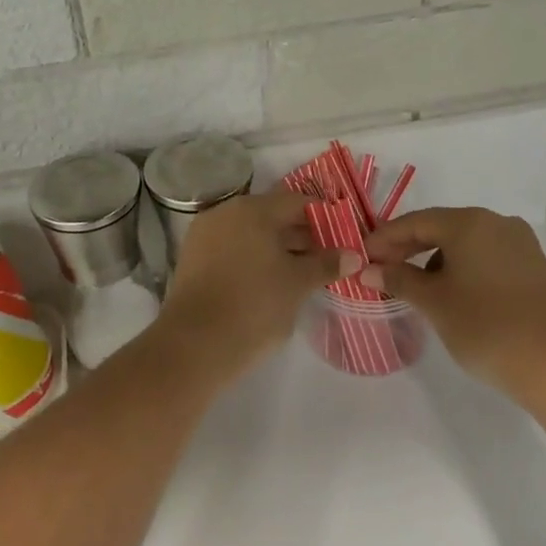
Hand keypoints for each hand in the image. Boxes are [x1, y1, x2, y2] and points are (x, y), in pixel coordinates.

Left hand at [155, 192, 354, 383]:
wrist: (194, 344)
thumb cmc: (255, 305)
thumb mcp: (297, 284)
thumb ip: (325, 264)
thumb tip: (353, 255)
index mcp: (253, 209)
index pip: (297, 201)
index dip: (324, 217)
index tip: (342, 236)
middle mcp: (226, 212)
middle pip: (272, 215)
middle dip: (301, 234)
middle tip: (327, 257)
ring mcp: (205, 235)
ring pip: (250, 234)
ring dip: (277, 248)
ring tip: (302, 272)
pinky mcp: (192, 259)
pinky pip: (232, 249)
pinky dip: (253, 258)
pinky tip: (269, 281)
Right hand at [362, 208, 545, 395]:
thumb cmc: (485, 326)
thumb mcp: (434, 302)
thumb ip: (399, 279)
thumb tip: (368, 269)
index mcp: (470, 222)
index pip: (416, 221)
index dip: (385, 238)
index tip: (362, 256)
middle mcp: (496, 223)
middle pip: (441, 227)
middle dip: (408, 247)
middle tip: (380, 268)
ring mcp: (519, 244)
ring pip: (464, 243)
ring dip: (434, 259)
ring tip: (414, 286)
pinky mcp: (531, 267)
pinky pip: (484, 256)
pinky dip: (460, 268)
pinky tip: (449, 292)